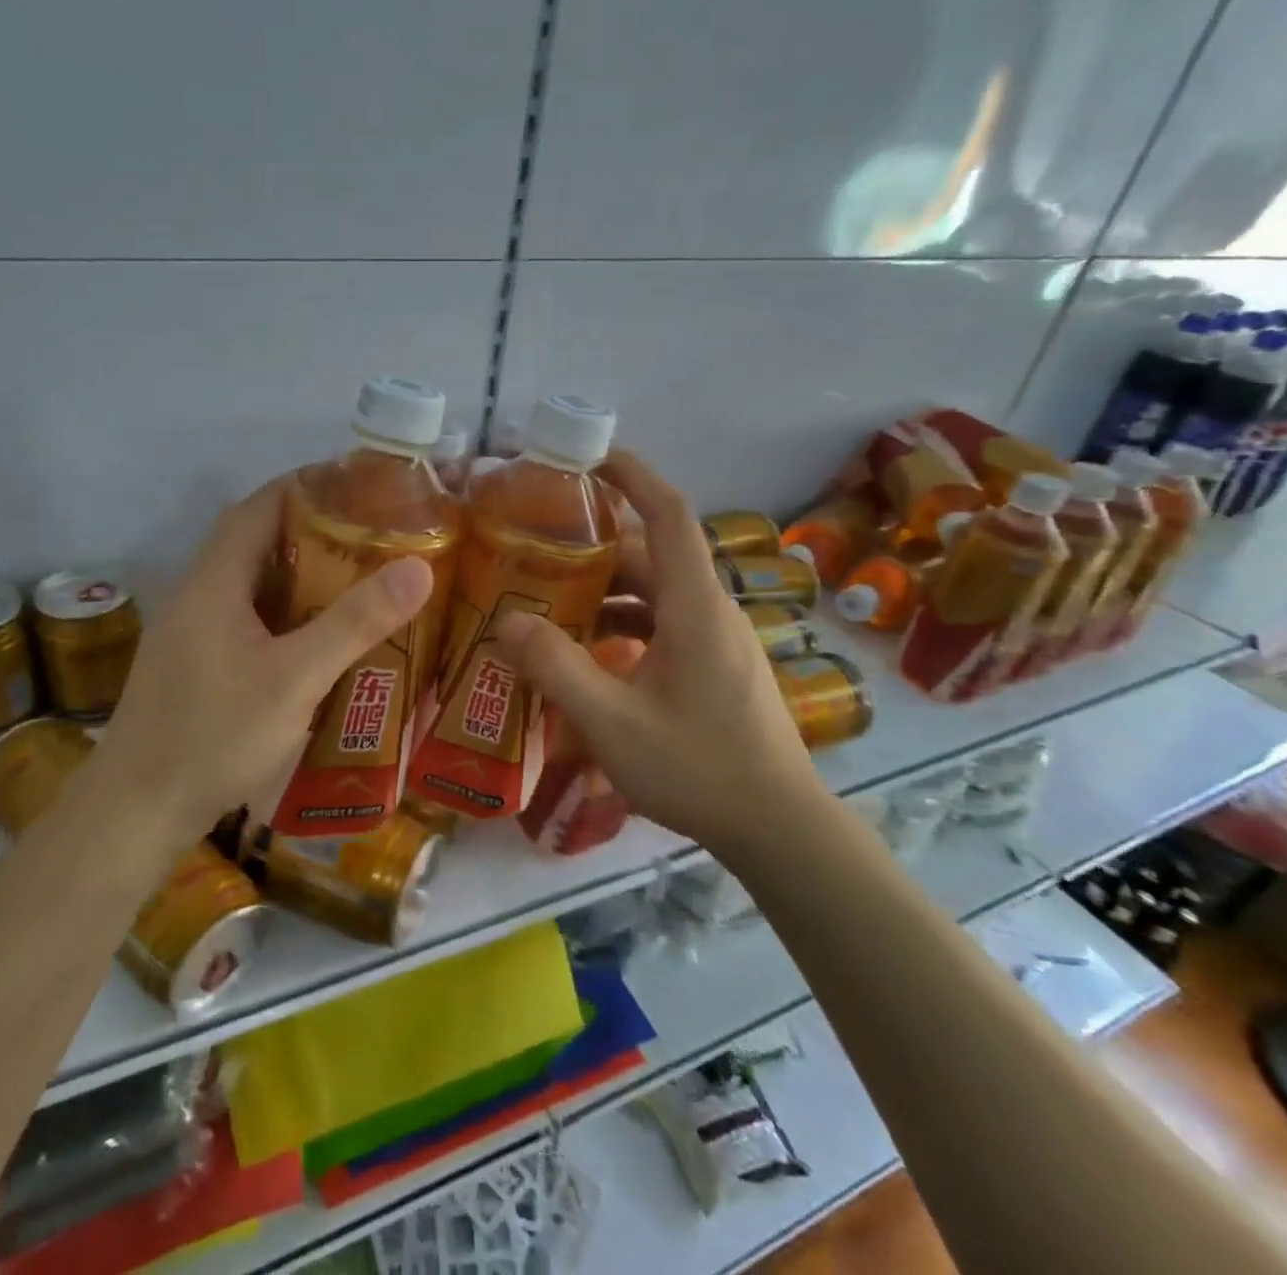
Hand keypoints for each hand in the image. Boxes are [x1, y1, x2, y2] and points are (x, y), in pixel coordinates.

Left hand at [83, 477, 434, 846]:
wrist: (136, 813)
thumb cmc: (213, 736)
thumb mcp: (294, 678)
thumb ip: (354, 623)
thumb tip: (418, 568)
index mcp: (213, 582)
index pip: (259, 507)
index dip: (305, 486)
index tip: (358, 484)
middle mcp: (198, 597)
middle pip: (257, 543)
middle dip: (313, 530)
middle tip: (373, 535)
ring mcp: (193, 635)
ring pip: (253, 586)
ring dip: (301, 576)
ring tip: (359, 578)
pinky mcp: (197, 668)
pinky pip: (249, 622)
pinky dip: (287, 616)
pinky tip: (321, 640)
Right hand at [495, 450, 817, 843]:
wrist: (779, 828)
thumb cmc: (699, 768)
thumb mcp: (612, 722)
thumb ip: (556, 668)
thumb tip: (507, 621)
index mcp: (694, 606)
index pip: (668, 515)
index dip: (633, 476)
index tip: (590, 458)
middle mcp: (710, 610)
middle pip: (651, 555)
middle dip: (595, 546)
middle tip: (536, 548)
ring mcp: (716, 640)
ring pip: (654, 593)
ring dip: (604, 591)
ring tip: (547, 602)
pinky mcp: (714, 666)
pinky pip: (662, 624)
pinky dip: (622, 624)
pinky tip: (585, 654)